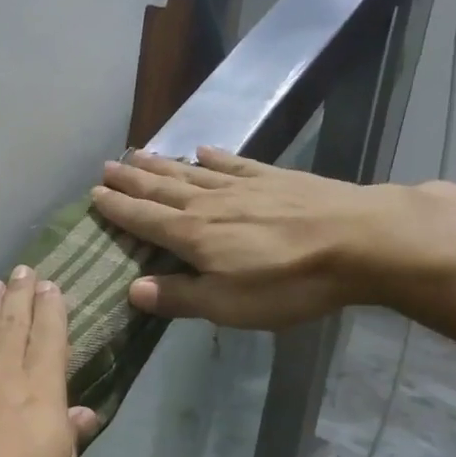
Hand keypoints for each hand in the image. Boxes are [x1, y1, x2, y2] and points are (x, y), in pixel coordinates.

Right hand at [90, 147, 405, 329]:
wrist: (361, 241)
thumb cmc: (288, 283)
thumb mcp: (227, 305)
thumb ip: (178, 298)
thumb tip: (132, 290)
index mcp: (193, 236)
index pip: (145, 219)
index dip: (118, 209)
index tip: (94, 195)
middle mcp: (210, 205)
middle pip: (162, 189)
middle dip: (132, 180)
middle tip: (107, 167)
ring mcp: (244, 187)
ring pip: (192, 174)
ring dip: (162, 165)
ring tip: (138, 154)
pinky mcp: (276, 179)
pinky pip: (234, 164)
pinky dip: (214, 158)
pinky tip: (203, 150)